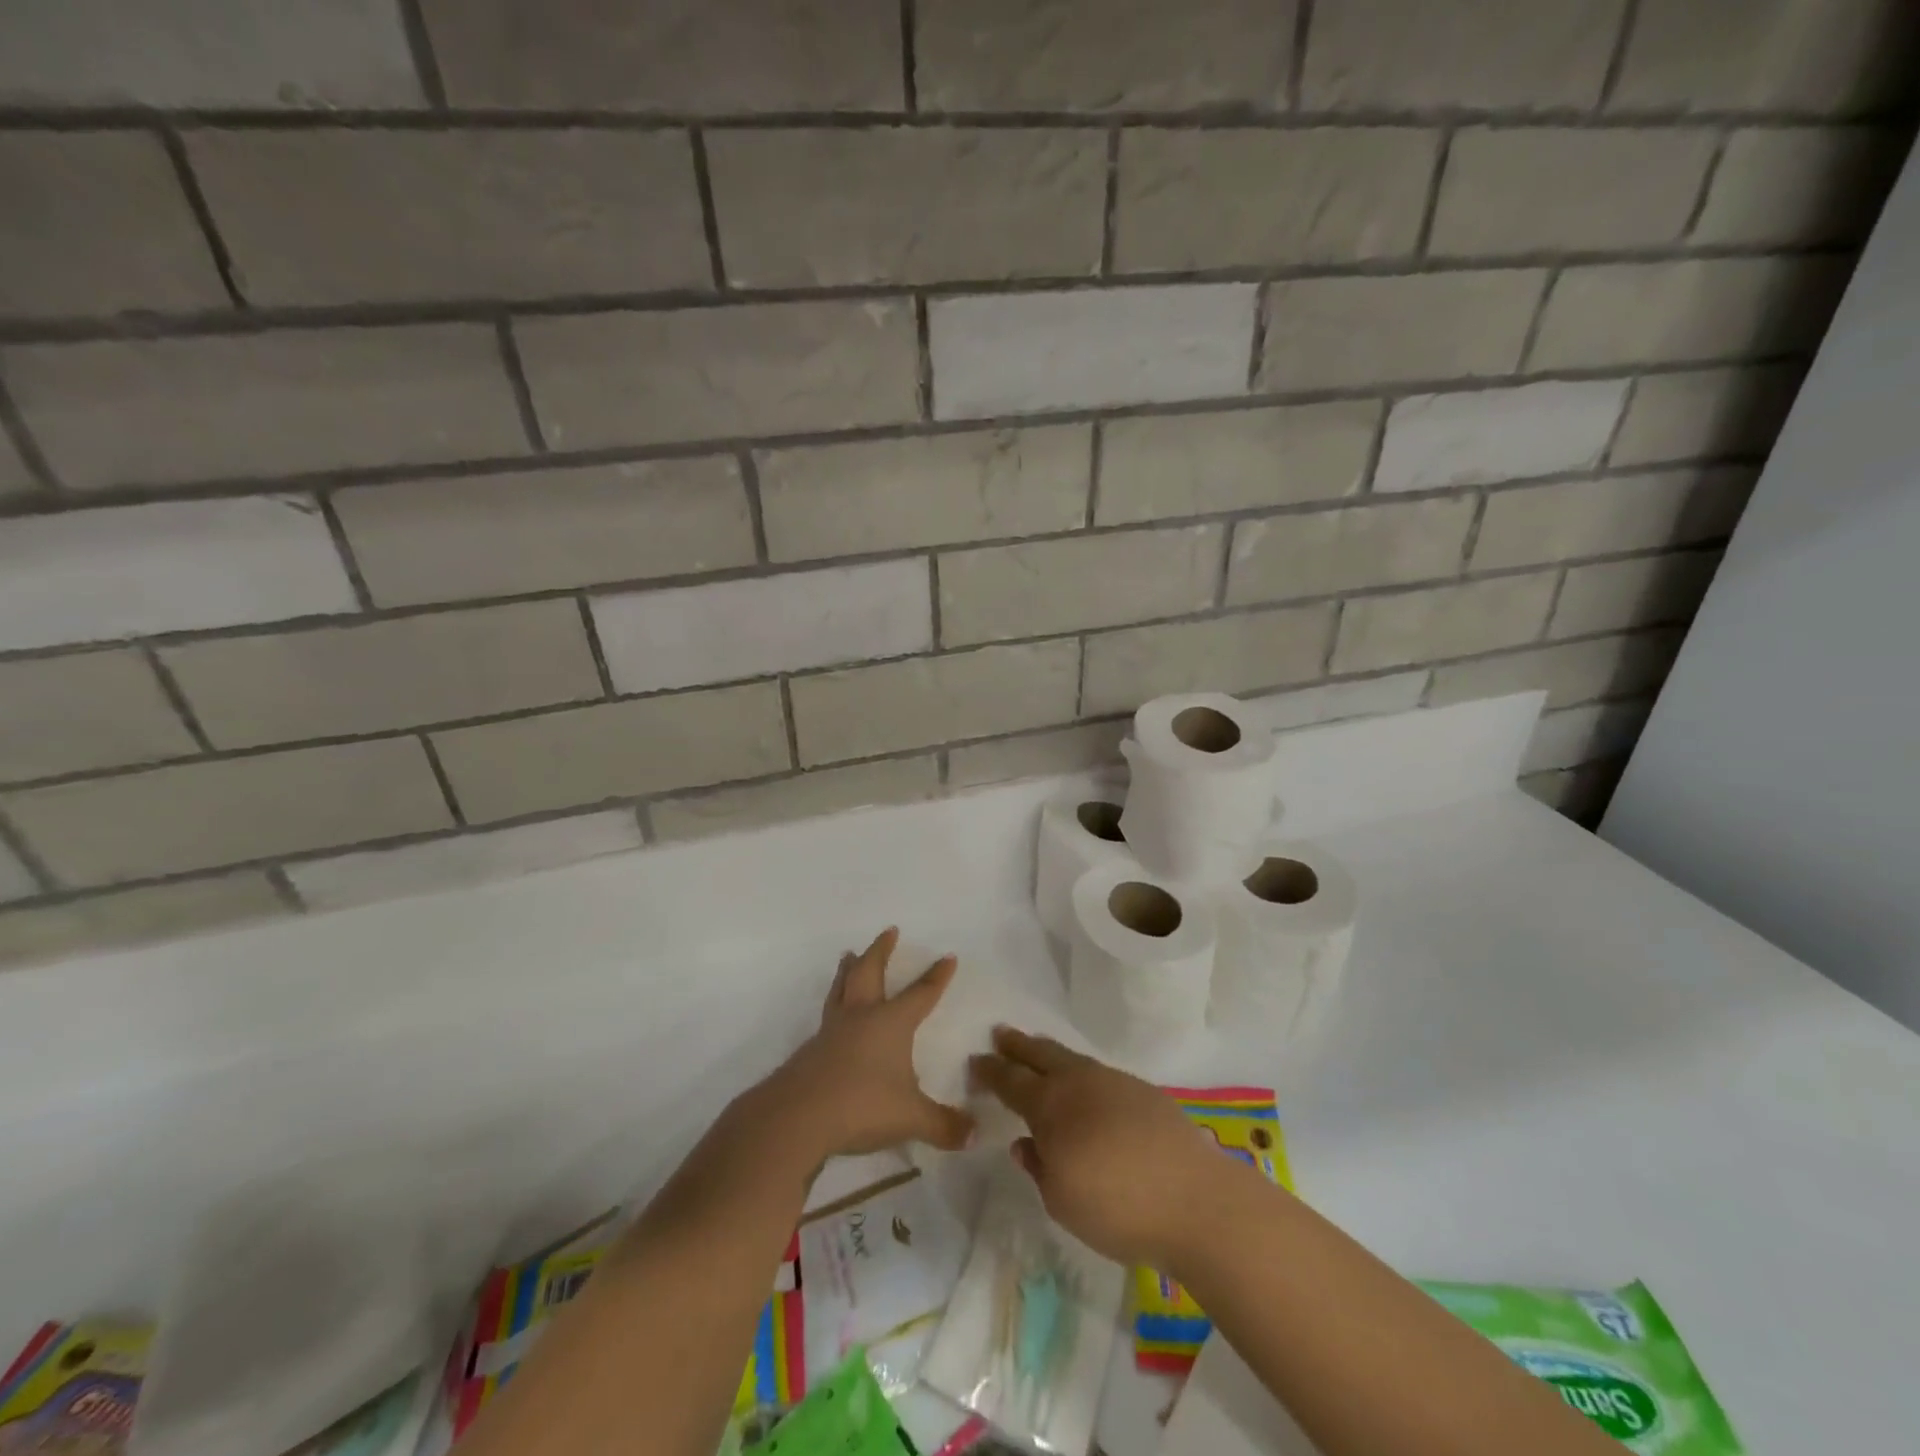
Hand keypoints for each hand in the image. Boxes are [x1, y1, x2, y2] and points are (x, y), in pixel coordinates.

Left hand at [758, 927, 974, 1161]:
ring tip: (847, 955)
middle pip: (870, 973)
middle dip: (881, 951)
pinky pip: (826, 1017)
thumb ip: (943, 1125)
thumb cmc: (862, 1105)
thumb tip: (974, 1134)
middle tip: (888, 931)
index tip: (947, 956)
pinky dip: (834, 1005)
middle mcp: (861, 1017)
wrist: (798, 1117)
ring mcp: (832, 1032)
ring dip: (848, 970)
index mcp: (891, 1023)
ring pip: (841, 989)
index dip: (936, 977)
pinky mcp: (811, 1051)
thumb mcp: (911, 1118)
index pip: (921, 993)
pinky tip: (834, 1016)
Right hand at [969, 1026, 1231, 1266]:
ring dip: (1049, 1053)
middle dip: (1017, 1045)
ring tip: (1037, 1049)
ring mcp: (1114, 1082)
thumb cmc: (1117, 1208)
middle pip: (1040, 1054)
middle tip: (1000, 1034)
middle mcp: (1079, 1083)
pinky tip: (1085, 1085)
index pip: (1010, 1081)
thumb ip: (1038, 1167)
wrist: (1195, 1201)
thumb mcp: (1061, 1201)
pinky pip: (1099, 1072)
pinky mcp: (1144, 1092)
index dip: (990, 1071)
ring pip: (1071, 1058)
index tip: (975, 1061)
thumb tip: (1025, 1143)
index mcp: (1050, 1106)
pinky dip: (1081, 1071)